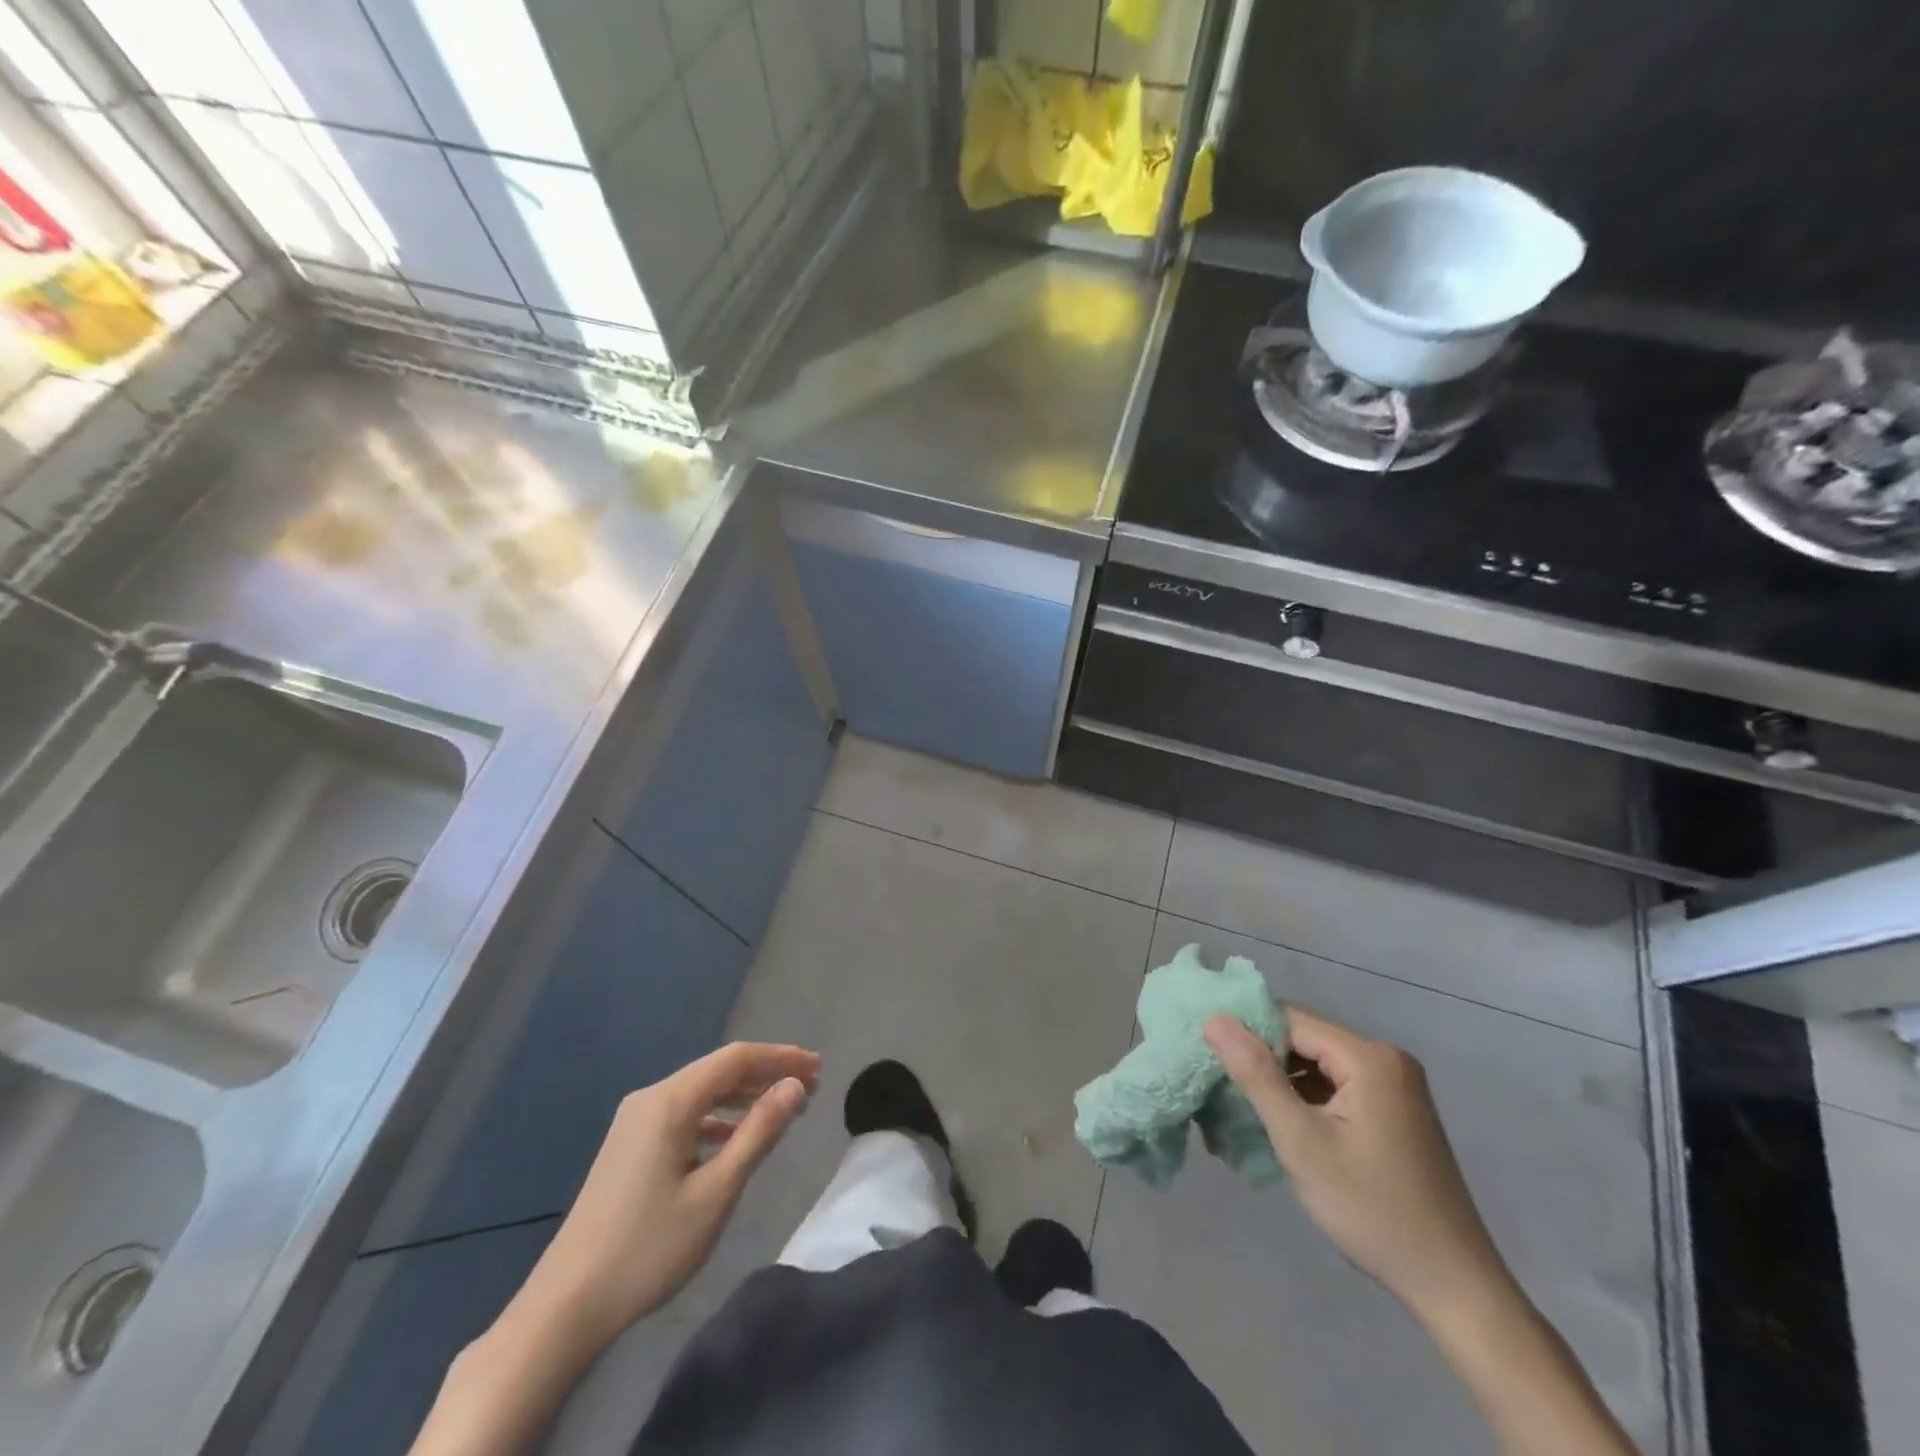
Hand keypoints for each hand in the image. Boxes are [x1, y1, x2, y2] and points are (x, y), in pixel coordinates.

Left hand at [513, 1041, 820, 1355]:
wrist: (565, 1306)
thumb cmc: (649, 1247)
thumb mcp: (716, 1192)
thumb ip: (758, 1133)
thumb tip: (794, 1087)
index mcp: (670, 1101)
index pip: (736, 1059)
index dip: (780, 1058)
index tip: (817, 1068)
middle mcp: (651, 1098)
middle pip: (719, 1070)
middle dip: (766, 1075)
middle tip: (810, 1087)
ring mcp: (635, 1122)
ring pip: (702, 1092)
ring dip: (744, 1096)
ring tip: (783, 1110)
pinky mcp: (629, 1146)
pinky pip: (684, 1115)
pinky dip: (718, 1119)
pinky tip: (736, 1139)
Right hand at [1206, 1009, 1507, 1319]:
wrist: (1453, 1286)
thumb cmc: (1371, 1209)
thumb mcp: (1301, 1140)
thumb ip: (1256, 1074)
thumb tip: (1215, 1018)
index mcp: (1369, 1057)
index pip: (1290, 1020)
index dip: (1249, 1037)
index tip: (1212, 1063)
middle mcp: (1387, 1059)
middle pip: (1304, 1041)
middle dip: (1264, 1064)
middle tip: (1226, 1095)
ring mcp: (1396, 1087)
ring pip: (1318, 1066)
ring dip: (1283, 1085)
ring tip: (1248, 1116)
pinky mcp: (1397, 1112)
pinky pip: (1338, 1088)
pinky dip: (1308, 1102)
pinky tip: (1287, 1130)